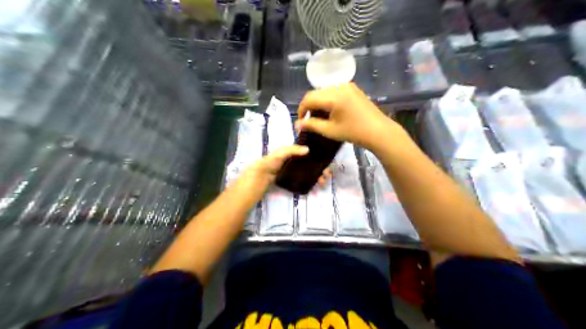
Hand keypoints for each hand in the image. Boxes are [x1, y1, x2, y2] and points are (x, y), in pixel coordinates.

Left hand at [234, 147, 333, 203]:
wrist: (261, 176)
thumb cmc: (271, 161)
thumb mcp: (281, 153)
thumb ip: (293, 150)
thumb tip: (308, 150)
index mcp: (295, 152)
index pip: (311, 152)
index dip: (319, 156)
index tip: (327, 161)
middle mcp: (298, 160)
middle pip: (313, 163)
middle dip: (322, 168)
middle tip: (328, 174)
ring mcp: (297, 170)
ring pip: (312, 172)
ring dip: (319, 175)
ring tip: (324, 181)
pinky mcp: (295, 178)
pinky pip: (306, 179)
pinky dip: (313, 181)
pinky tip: (318, 183)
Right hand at [293, 82, 402, 149]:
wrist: (379, 131)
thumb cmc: (354, 132)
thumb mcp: (330, 130)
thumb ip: (311, 125)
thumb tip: (297, 124)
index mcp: (333, 96)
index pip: (309, 98)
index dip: (301, 109)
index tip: (301, 122)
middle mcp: (339, 86)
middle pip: (317, 93)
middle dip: (310, 106)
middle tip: (309, 120)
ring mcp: (348, 86)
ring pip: (325, 91)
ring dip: (319, 102)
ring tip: (320, 116)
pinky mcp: (354, 89)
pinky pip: (335, 91)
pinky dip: (329, 99)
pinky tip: (331, 111)